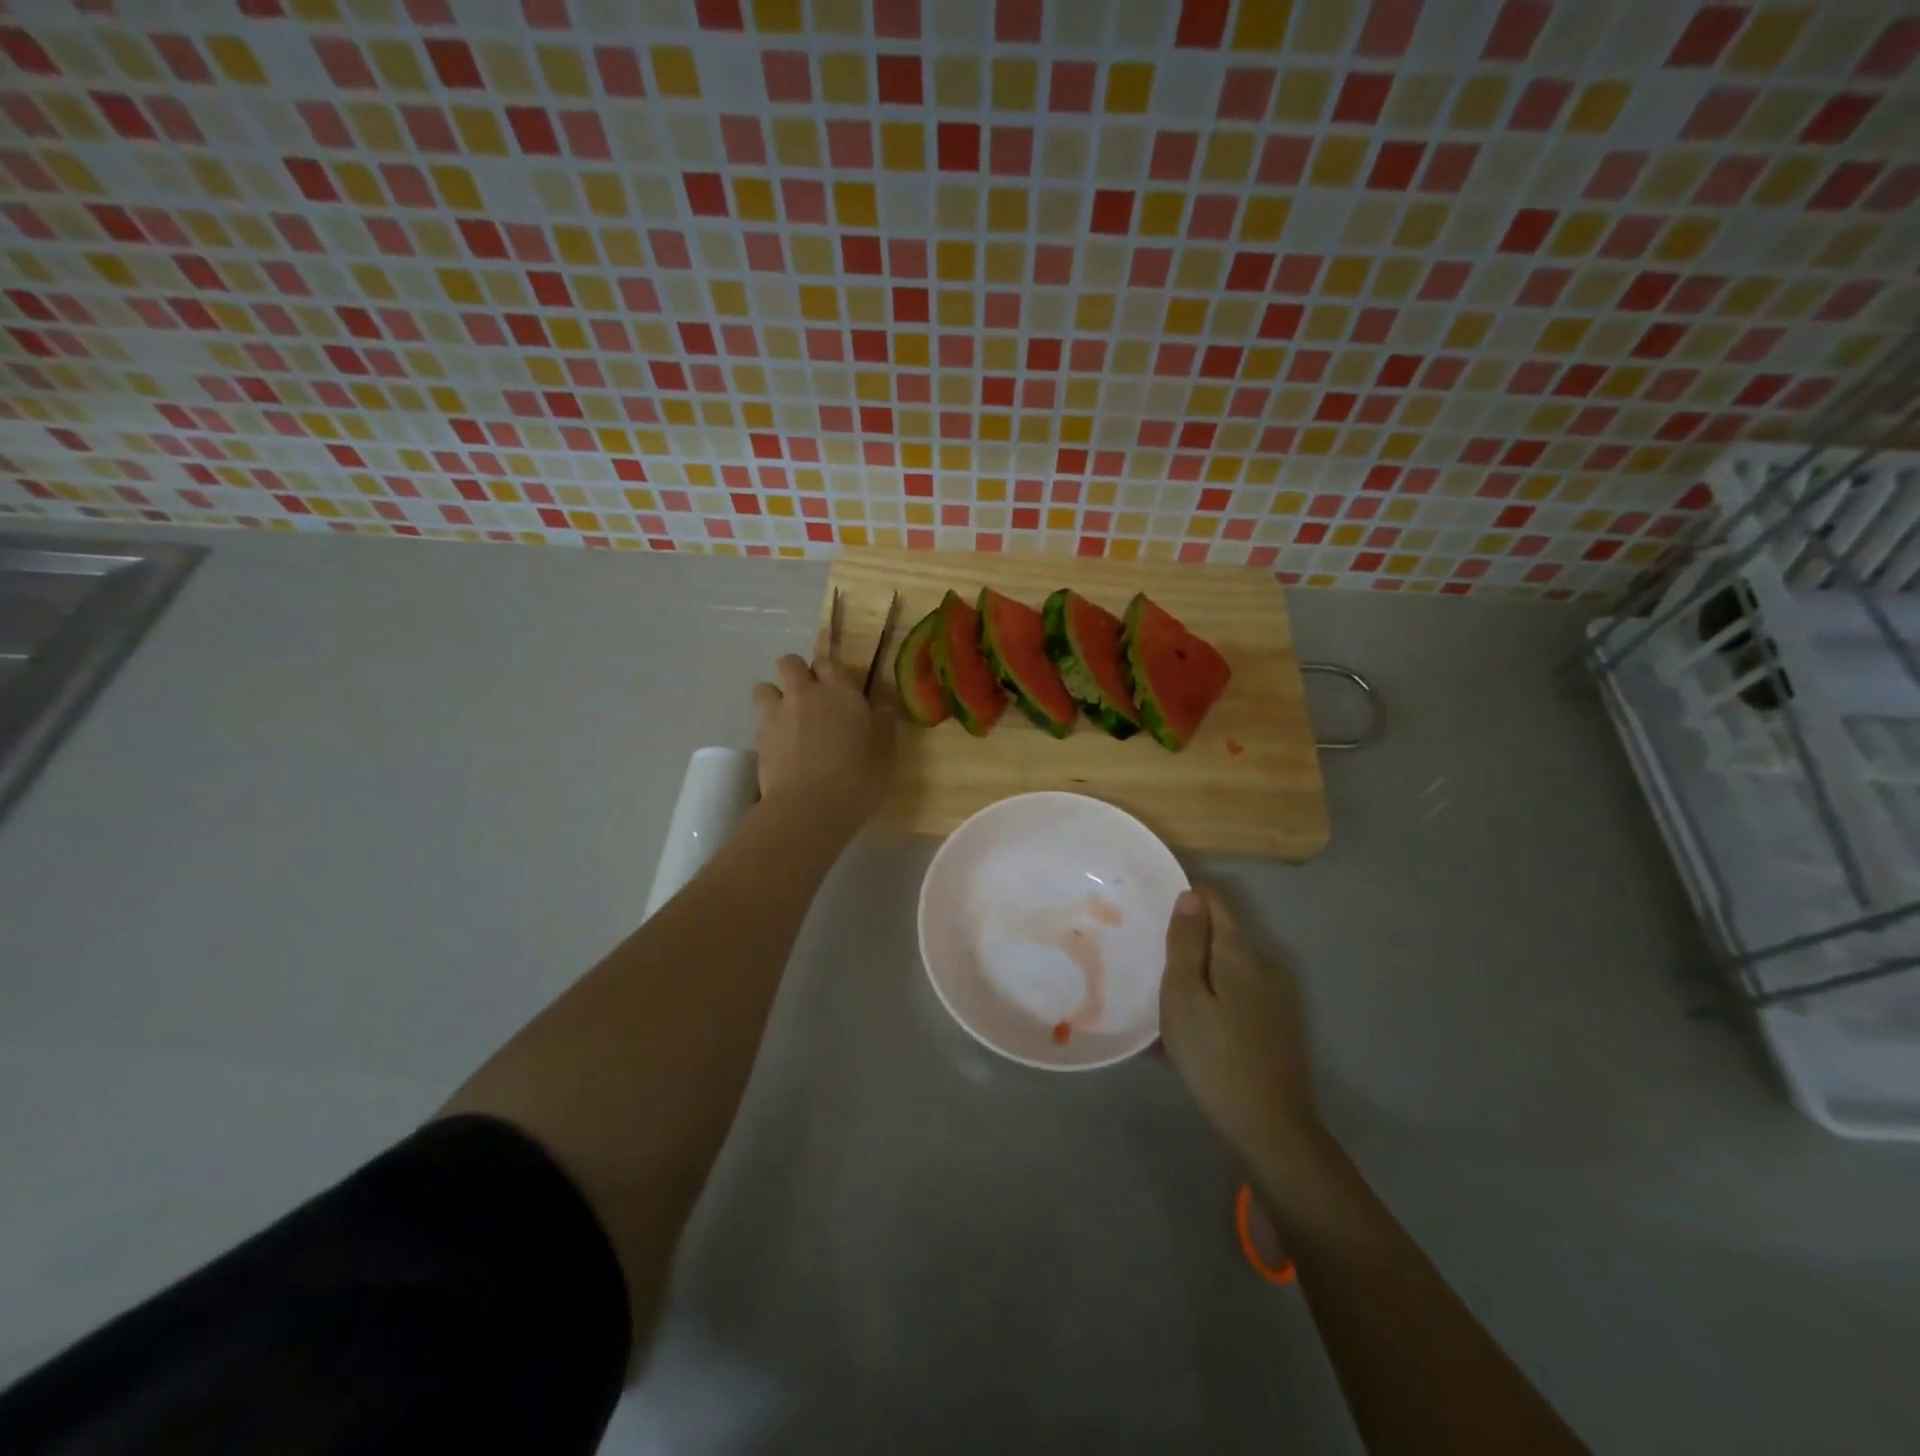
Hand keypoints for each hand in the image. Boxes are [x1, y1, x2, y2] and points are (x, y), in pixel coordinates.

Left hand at [751, 653, 893, 825]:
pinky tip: (780, 747)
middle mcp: (805, 693)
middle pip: (790, 663)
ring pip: (764, 687)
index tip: (835, 685)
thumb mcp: (885, 750)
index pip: (828, 662)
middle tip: (809, 696)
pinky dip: (767, 727)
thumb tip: (883, 706)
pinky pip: (759, 720)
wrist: (812, 806)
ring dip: (774, 696)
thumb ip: (883, 722)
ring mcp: (778, 714)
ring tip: (786, 717)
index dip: (829, 670)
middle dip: (796, 672)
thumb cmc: (859, 776)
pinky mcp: (760, 738)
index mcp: (840, 691)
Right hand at [1159, 886, 1322, 1171]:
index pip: (1215, 901)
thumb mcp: (1184, 996)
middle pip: (1220, 938)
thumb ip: (1186, 943)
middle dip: (1186, 946)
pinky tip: (1187, 1038)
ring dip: (1196, 981)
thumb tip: (1190, 895)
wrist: (1271, 1129)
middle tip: (1149, 967)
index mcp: (1241, 953)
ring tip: (1162, 1010)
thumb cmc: (1215, 1056)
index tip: (1153, 909)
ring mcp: (1276, 999)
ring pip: (1225, 972)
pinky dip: (1210, 1006)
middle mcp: (1265, 967)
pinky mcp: (1278, 1027)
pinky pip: (1236, 1000)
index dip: (1186, 896)